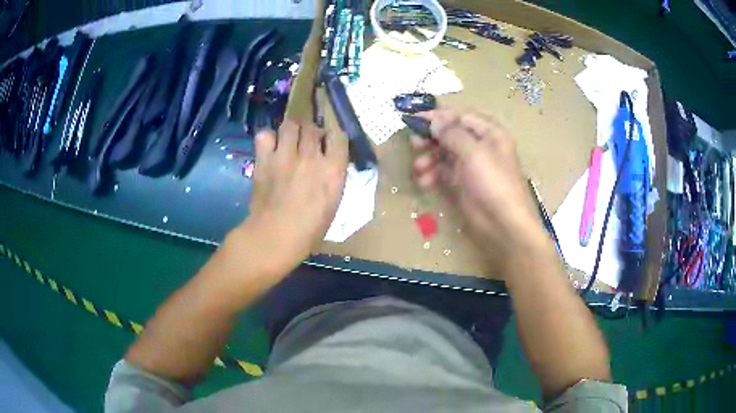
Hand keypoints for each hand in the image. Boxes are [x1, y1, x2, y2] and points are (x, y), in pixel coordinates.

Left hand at [234, 119, 347, 277]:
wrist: (275, 237)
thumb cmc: (309, 229)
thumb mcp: (333, 203)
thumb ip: (333, 176)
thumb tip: (329, 162)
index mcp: (333, 170)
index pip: (338, 136)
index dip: (333, 138)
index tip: (329, 145)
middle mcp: (311, 157)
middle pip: (313, 127)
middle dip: (311, 133)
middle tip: (306, 144)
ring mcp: (285, 156)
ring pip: (290, 124)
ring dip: (291, 131)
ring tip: (288, 141)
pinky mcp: (264, 159)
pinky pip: (265, 135)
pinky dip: (268, 138)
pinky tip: (270, 149)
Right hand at [411, 109, 547, 273]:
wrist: (503, 224)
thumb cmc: (493, 183)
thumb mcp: (474, 153)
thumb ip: (451, 134)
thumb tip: (433, 121)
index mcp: (490, 133)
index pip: (460, 117)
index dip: (438, 117)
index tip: (414, 120)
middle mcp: (481, 146)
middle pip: (450, 134)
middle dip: (431, 139)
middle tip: (414, 144)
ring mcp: (471, 165)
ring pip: (444, 153)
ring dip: (429, 158)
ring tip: (417, 168)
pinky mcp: (463, 183)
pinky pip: (443, 171)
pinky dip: (432, 174)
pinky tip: (424, 182)